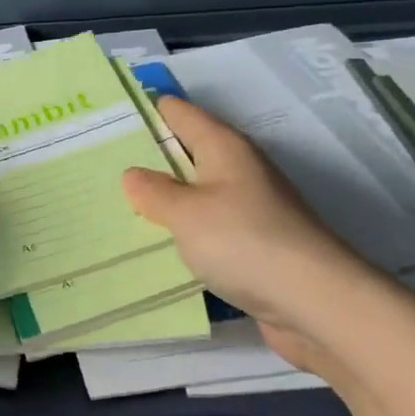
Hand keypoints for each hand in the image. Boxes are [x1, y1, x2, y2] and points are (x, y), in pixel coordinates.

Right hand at [122, 96, 376, 367]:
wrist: (316, 304)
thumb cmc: (245, 242)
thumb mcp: (186, 213)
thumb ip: (154, 192)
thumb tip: (132, 175)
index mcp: (225, 148)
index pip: (180, 114)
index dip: (147, 111)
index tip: (107, 116)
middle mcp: (239, 171)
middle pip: (187, 153)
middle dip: (147, 158)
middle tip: (97, 163)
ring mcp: (249, 209)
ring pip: (195, 193)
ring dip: (163, 199)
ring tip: (116, 204)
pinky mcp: (253, 246)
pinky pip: (206, 229)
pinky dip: (181, 231)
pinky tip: (154, 244)